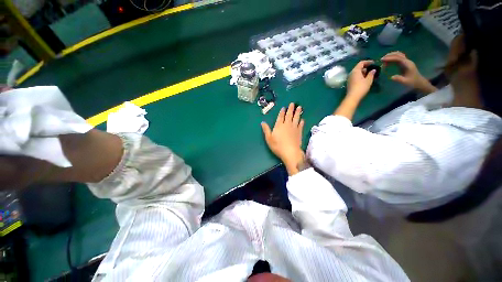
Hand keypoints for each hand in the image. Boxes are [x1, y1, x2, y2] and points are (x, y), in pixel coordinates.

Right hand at [261, 103, 305, 174]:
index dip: (282, 112)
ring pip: (296, 118)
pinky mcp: (299, 132)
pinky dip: (301, 122)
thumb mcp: (269, 138)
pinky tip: (302, 119)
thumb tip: (262, 122)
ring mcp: (294, 128)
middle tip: (293, 103)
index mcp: (279, 126)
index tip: (284, 107)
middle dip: (291, 109)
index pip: (280, 117)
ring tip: (299, 107)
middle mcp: (287, 125)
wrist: (290, 152)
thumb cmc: (277, 146)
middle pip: (289, 115)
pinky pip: (301, 125)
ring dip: (298, 113)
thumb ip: (266, 129)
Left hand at [347, 60, 376, 100]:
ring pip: (356, 72)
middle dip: (365, 67)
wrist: (352, 97)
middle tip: (372, 69)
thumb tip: (373, 70)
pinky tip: (365, 79)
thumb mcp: (368, 80)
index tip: (374, 63)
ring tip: (369, 74)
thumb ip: (371, 74)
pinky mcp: (349, 83)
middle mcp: (351, 73)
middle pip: (358, 67)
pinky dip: (360, 76)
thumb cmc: (361, 87)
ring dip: (363, 72)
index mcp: (355, 71)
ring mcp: (349, 78)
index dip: (368, 62)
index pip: (361, 63)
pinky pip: (355, 77)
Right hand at [381, 51, 436, 93]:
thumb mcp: (405, 82)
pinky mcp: (404, 64)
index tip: (382, 60)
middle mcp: (407, 61)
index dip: (390, 58)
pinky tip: (387, 63)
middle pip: (398, 54)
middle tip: (382, 59)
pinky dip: (392, 59)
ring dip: (390, 56)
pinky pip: (397, 59)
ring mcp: (406, 62)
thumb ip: (399, 79)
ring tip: (383, 61)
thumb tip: (391, 77)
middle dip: (390, 55)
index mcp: (407, 64)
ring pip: (398, 55)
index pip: (398, 58)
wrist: (418, 82)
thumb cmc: (412, 82)